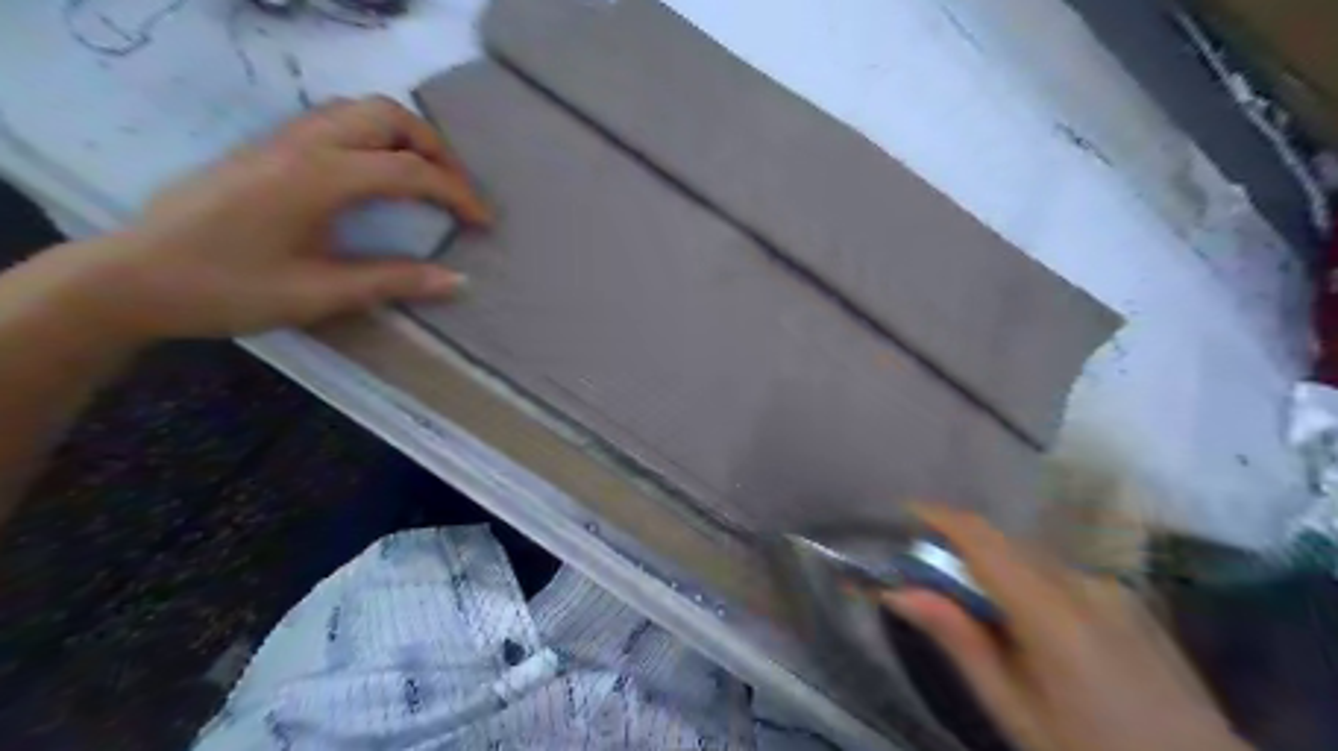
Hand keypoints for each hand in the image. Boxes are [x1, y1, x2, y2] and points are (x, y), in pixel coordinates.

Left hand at [42, 94, 488, 339]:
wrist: (134, 277)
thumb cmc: (229, 288)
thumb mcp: (320, 293)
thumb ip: (394, 280)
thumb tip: (458, 280)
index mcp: (319, 176)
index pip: (410, 170)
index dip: (458, 194)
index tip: (484, 223)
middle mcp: (304, 143)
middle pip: (389, 115)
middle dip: (436, 149)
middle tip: (456, 190)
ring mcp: (282, 139)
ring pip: (361, 110)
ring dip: (406, 137)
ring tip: (427, 179)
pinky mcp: (269, 148)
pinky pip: (338, 121)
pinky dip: (377, 137)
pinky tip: (379, 175)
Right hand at [885, 508, 1248, 749]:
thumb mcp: (1014, 709)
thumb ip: (959, 641)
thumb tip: (900, 591)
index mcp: (1052, 613)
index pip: (982, 540)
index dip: (940, 517)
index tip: (904, 513)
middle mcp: (1083, 584)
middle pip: (1003, 542)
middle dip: (958, 544)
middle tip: (926, 574)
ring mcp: (1110, 588)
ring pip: (1030, 555)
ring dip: (991, 563)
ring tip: (972, 605)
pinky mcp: (1126, 598)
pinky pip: (1057, 571)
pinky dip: (1024, 578)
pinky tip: (1024, 620)